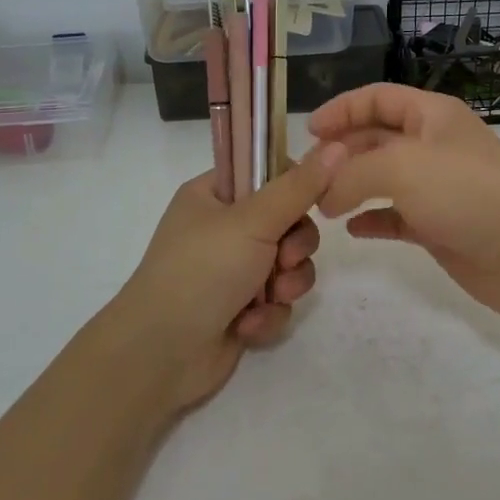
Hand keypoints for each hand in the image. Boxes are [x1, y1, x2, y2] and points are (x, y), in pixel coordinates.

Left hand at [115, 144, 345, 410]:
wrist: (160, 355)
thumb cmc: (201, 271)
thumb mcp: (253, 220)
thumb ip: (299, 186)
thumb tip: (338, 145)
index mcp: (214, 194)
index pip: (269, 172)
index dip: (296, 186)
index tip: (314, 200)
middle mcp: (223, 228)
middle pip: (289, 221)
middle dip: (294, 246)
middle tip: (282, 260)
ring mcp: (232, 270)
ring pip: (289, 265)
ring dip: (286, 283)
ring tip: (268, 297)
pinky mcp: (241, 308)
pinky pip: (278, 301)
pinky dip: (268, 314)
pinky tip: (248, 325)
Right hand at [308, 84, 499, 326]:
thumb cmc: (465, 192)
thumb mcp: (401, 167)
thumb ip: (352, 172)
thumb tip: (325, 195)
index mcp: (431, 116)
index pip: (378, 98)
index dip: (342, 109)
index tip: (308, 132)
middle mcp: (432, 146)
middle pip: (375, 138)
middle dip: (340, 152)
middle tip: (307, 177)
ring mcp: (436, 188)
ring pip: (382, 179)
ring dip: (351, 187)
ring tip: (321, 204)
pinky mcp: (437, 226)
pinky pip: (395, 217)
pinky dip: (372, 219)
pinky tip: (351, 229)